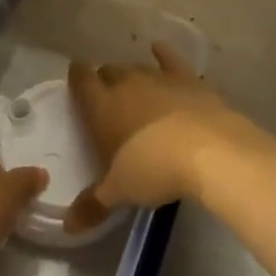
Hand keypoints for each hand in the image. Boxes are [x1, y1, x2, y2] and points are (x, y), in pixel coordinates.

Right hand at [64, 42, 264, 233]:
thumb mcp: (119, 191)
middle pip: (110, 72)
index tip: (75, 76)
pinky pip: (170, 60)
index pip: (81, 81)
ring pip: (137, 67)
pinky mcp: (187, 79)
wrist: (207, 150)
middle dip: (106, 80)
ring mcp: (158, 78)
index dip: (77, 76)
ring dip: (132, 75)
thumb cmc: (153, 168)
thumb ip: (92, 204)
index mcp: (102, 106)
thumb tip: (68, 226)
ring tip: (132, 87)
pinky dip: (163, 54)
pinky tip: (159, 48)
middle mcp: (126, 83)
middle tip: (107, 96)